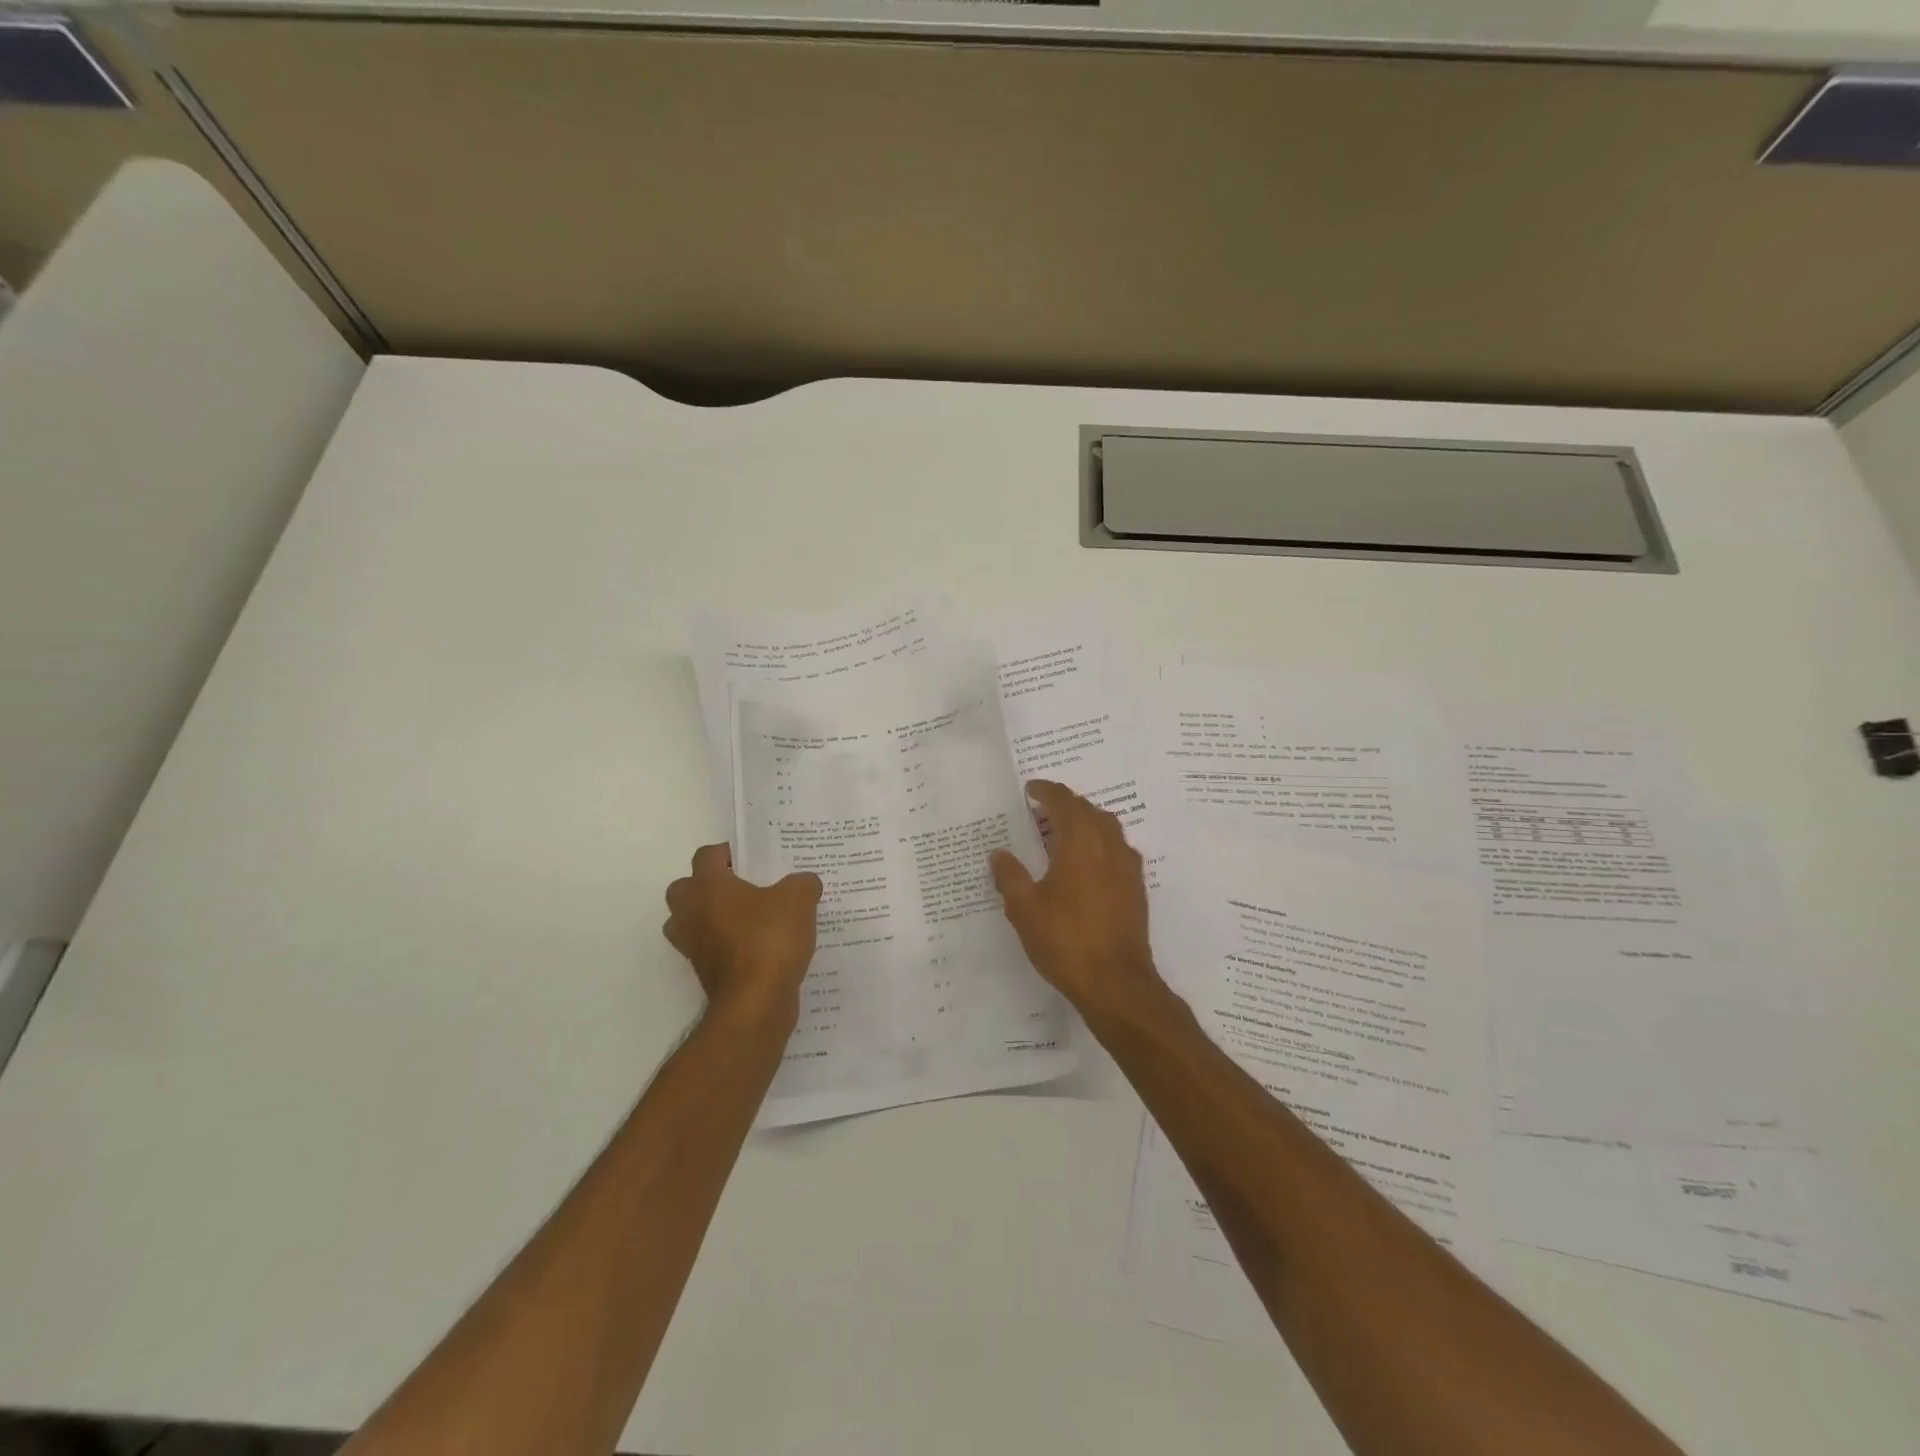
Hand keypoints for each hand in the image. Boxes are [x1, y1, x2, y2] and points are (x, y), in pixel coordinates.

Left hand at [664, 845, 821, 1020]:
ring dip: (709, 917)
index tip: (752, 858)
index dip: (728, 852)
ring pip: (689, 922)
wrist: (755, 1002)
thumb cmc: (769, 939)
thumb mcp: (799, 900)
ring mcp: (693, 946)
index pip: (706, 856)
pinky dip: (723, 945)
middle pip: (685, 889)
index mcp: (708, 886)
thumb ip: (802, 883)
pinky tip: (756, 946)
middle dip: (708, 885)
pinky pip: (707, 949)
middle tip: (742, 887)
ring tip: (745, 918)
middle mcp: (691, 913)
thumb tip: (804, 882)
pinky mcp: (703, 973)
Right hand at [989, 780, 1162, 1014]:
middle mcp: (1108, 846)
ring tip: (1061, 834)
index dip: (1046, 791)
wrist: (1116, 983)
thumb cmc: (1066, 940)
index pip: (1064, 802)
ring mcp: (1127, 867)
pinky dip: (1098, 843)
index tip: (1030, 789)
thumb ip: (1010, 876)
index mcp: (1080, 842)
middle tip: (1040, 811)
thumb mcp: (1025, 909)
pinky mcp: (1136, 888)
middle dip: (1064, 804)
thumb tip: (1000, 854)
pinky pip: (1116, 849)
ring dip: (1084, 822)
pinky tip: (1084, 866)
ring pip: (1107, 828)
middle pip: (1088, 810)